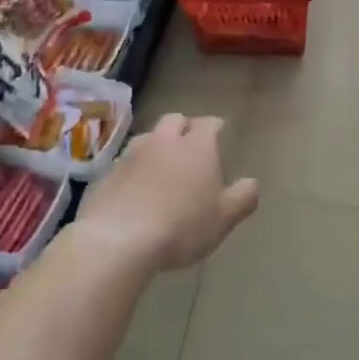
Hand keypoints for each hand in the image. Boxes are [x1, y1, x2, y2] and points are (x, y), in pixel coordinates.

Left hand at [79, 113, 259, 270]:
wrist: (119, 239)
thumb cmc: (182, 226)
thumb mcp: (224, 218)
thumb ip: (243, 198)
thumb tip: (251, 183)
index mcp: (196, 147)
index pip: (209, 124)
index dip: (215, 126)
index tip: (220, 130)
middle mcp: (163, 142)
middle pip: (174, 120)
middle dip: (184, 127)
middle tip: (191, 143)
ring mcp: (131, 155)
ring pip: (148, 138)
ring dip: (157, 145)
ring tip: (163, 163)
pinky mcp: (107, 174)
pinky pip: (126, 163)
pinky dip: (135, 169)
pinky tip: (137, 187)